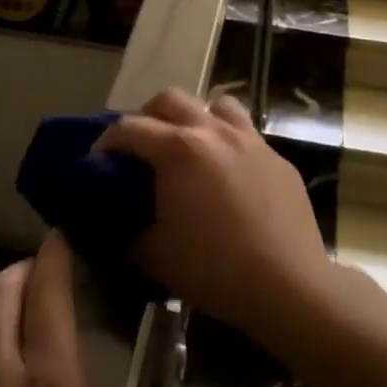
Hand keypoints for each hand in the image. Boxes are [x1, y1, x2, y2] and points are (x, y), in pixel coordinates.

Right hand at [97, 90, 333, 353]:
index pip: (129, 128)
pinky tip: (228, 176)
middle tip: (141, 147)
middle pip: (170, 99)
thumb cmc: (215, 270)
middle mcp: (213, 131)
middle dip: (148, 116)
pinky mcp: (277, 157)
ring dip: (194, 118)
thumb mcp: (154, 255)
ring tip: (189, 147)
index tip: (96, 160)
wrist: (289, 286)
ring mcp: (249, 140)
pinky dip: (227, 143)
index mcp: (178, 149)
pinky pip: (245, 134)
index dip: (106, 141)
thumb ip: (126, 229)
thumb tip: (112, 219)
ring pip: (215, 104)